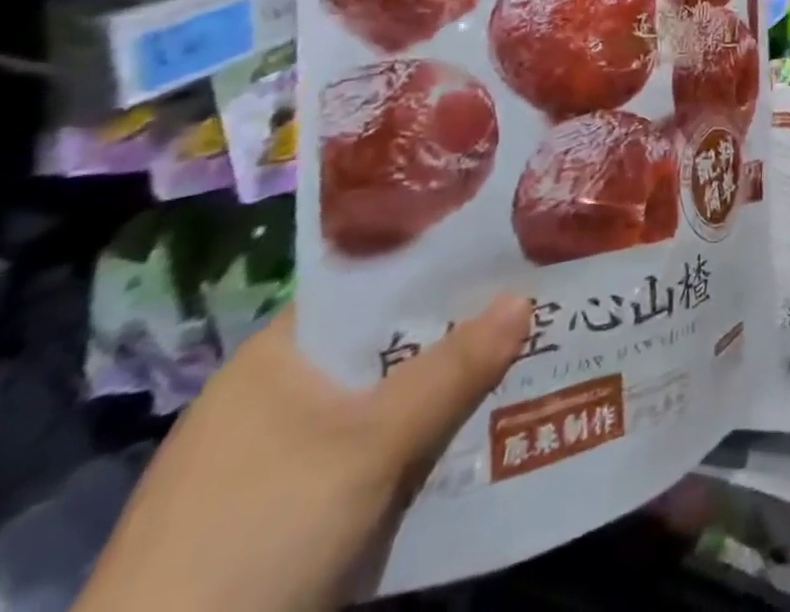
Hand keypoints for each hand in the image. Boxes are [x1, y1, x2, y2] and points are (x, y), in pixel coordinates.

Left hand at [76, 296, 530, 611]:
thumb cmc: (258, 535)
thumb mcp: (369, 448)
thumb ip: (451, 370)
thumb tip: (525, 296)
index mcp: (276, 357)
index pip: (371, 285)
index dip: (439, 267)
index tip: (505, 253)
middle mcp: (271, 396)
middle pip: (383, 347)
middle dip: (454, 334)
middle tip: (531, 306)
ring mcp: (271, 462)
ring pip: (379, 405)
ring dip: (440, 395)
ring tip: (520, 362)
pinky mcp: (277, 518)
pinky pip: (366, 457)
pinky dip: (412, 446)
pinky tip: (465, 442)